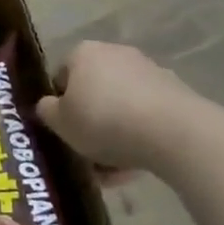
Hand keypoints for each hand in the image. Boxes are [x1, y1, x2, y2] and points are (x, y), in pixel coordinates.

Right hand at [37, 41, 201, 177]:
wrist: (173, 132)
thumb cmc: (103, 120)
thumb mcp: (60, 122)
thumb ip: (47, 112)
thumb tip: (49, 106)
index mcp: (83, 53)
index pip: (61, 76)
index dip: (59, 104)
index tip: (62, 129)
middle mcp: (115, 53)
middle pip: (93, 91)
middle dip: (89, 120)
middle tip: (85, 150)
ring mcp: (149, 71)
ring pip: (121, 106)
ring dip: (114, 133)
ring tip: (111, 171)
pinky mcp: (176, 93)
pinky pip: (146, 116)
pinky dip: (139, 136)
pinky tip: (135, 166)